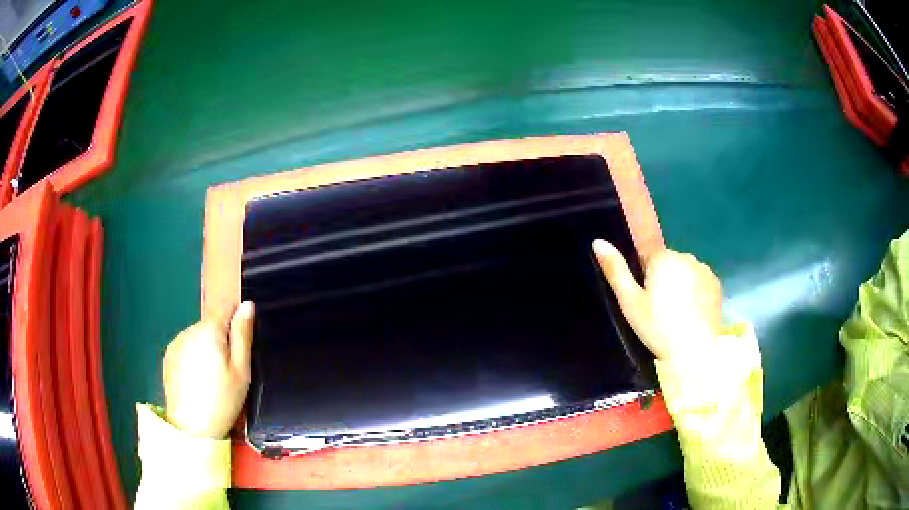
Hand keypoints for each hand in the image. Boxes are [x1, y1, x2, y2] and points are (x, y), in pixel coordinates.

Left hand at [164, 302, 254, 438]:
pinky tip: (197, 381)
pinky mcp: (169, 356)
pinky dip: (193, 358)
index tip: (241, 346)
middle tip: (229, 371)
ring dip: (206, 349)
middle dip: (221, 340)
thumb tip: (247, 304)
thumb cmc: (223, 400)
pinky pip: (186, 348)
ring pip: (198, 337)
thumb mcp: (242, 371)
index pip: (226, 308)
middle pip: (211, 325)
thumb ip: (243, 335)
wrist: (191, 428)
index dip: (237, 323)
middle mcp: (190, 329)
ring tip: (212, 379)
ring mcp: (176, 342)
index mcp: (210, 330)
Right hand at [593, 240, 721, 362]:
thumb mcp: (629, 302)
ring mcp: (704, 270)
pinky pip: (700, 282)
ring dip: (680, 285)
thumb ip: (615, 270)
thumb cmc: (657, 327)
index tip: (645, 301)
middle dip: (663, 280)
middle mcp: (685, 256)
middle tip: (658, 310)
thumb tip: (598, 241)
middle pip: (668, 264)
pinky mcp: (716, 284)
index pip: (647, 258)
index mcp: (663, 258)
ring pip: (685, 272)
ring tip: (676, 314)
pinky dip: (695, 292)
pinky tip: (691, 313)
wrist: (693, 351)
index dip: (643, 279)